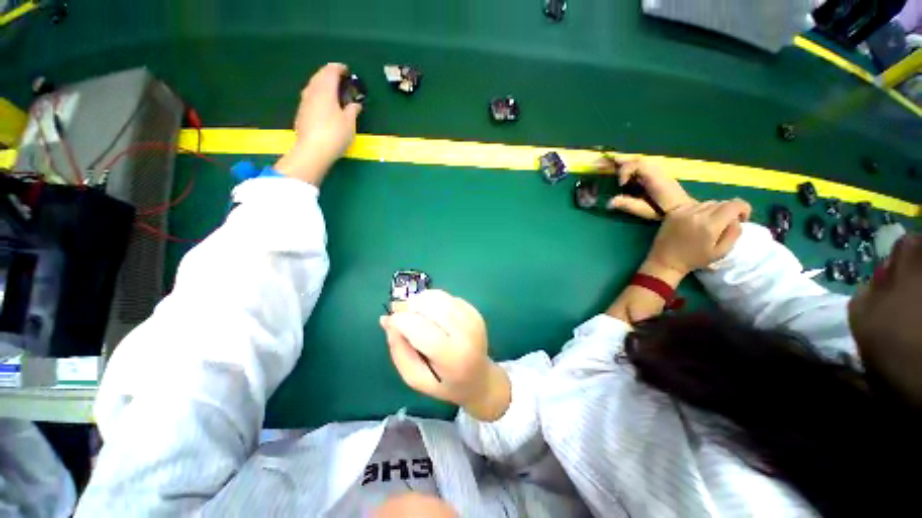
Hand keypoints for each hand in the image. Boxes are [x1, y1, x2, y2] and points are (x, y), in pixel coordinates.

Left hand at [274, 63, 361, 184]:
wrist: (312, 150)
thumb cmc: (335, 134)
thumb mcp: (349, 123)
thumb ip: (353, 110)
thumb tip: (355, 104)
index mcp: (325, 90)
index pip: (331, 71)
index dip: (339, 68)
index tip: (347, 71)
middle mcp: (312, 91)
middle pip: (319, 75)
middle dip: (329, 74)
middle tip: (340, 79)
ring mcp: (304, 101)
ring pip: (313, 85)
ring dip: (322, 83)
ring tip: (332, 90)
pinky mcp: (301, 112)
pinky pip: (310, 96)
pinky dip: (318, 94)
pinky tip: (323, 103)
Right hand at [380, 290, 510, 421]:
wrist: (480, 378)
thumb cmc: (445, 383)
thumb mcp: (416, 378)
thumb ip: (399, 351)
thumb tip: (387, 321)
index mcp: (452, 357)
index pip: (422, 329)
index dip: (401, 320)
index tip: (390, 321)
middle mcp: (466, 333)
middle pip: (432, 306)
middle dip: (410, 306)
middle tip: (400, 313)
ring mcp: (473, 319)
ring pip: (440, 297)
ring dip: (420, 300)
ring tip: (414, 312)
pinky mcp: (474, 311)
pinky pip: (448, 297)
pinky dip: (433, 300)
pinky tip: (431, 313)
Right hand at [600, 157, 695, 219]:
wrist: (681, 210)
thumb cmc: (662, 210)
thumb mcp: (644, 209)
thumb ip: (627, 204)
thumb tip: (609, 203)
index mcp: (653, 176)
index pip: (637, 164)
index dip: (625, 171)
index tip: (621, 184)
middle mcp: (654, 170)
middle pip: (635, 160)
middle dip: (619, 161)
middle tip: (602, 161)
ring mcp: (655, 171)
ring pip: (637, 162)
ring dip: (623, 163)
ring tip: (609, 162)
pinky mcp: (654, 175)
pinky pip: (639, 167)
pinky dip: (628, 167)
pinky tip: (620, 170)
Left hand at [646, 199, 751, 275]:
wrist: (665, 260)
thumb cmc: (694, 259)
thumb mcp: (722, 251)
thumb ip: (734, 232)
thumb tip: (737, 218)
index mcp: (710, 225)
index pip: (735, 204)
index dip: (744, 209)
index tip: (741, 220)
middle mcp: (696, 214)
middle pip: (722, 202)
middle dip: (728, 211)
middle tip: (724, 224)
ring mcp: (682, 212)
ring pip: (707, 202)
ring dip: (713, 210)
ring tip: (709, 224)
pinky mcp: (673, 212)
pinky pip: (693, 204)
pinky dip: (699, 210)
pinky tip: (695, 222)